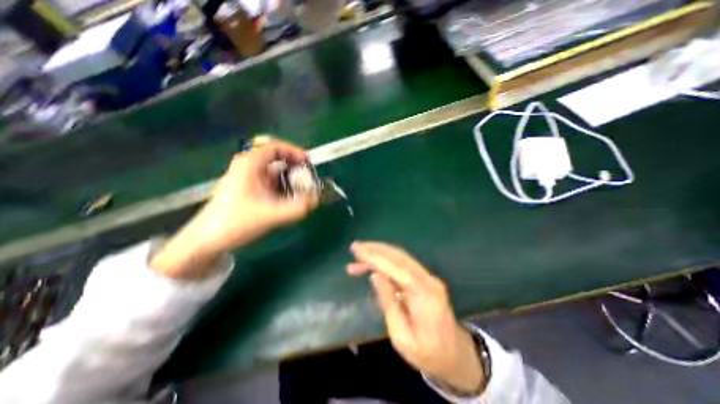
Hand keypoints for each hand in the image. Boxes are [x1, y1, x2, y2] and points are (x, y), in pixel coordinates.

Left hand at [151, 139, 317, 277]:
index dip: (294, 151)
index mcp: (249, 164)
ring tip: (302, 191)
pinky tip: (290, 200)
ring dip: (290, 179)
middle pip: (276, 158)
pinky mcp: (249, 190)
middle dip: (294, 166)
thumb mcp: (269, 215)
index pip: (275, 147)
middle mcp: (248, 167)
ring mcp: (248, 179)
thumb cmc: (235, 222)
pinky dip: (283, 187)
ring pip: (274, 172)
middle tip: (307, 176)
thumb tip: (316, 200)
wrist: (207, 240)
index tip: (308, 162)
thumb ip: (296, 209)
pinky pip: (271, 183)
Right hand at [347, 241, 483, 396]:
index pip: (399, 269)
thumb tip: (375, 275)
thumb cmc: (428, 353)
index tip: (359, 251)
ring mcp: (428, 277)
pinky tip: (372, 264)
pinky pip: (402, 265)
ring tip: (358, 255)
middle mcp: (428, 280)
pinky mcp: (424, 278)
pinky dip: (385, 261)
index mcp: (425, 296)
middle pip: (400, 257)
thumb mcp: (402, 338)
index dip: (377, 258)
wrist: (456, 355)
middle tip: (355, 247)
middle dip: (376, 249)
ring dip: (379, 253)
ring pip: (400, 257)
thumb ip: (389, 303)